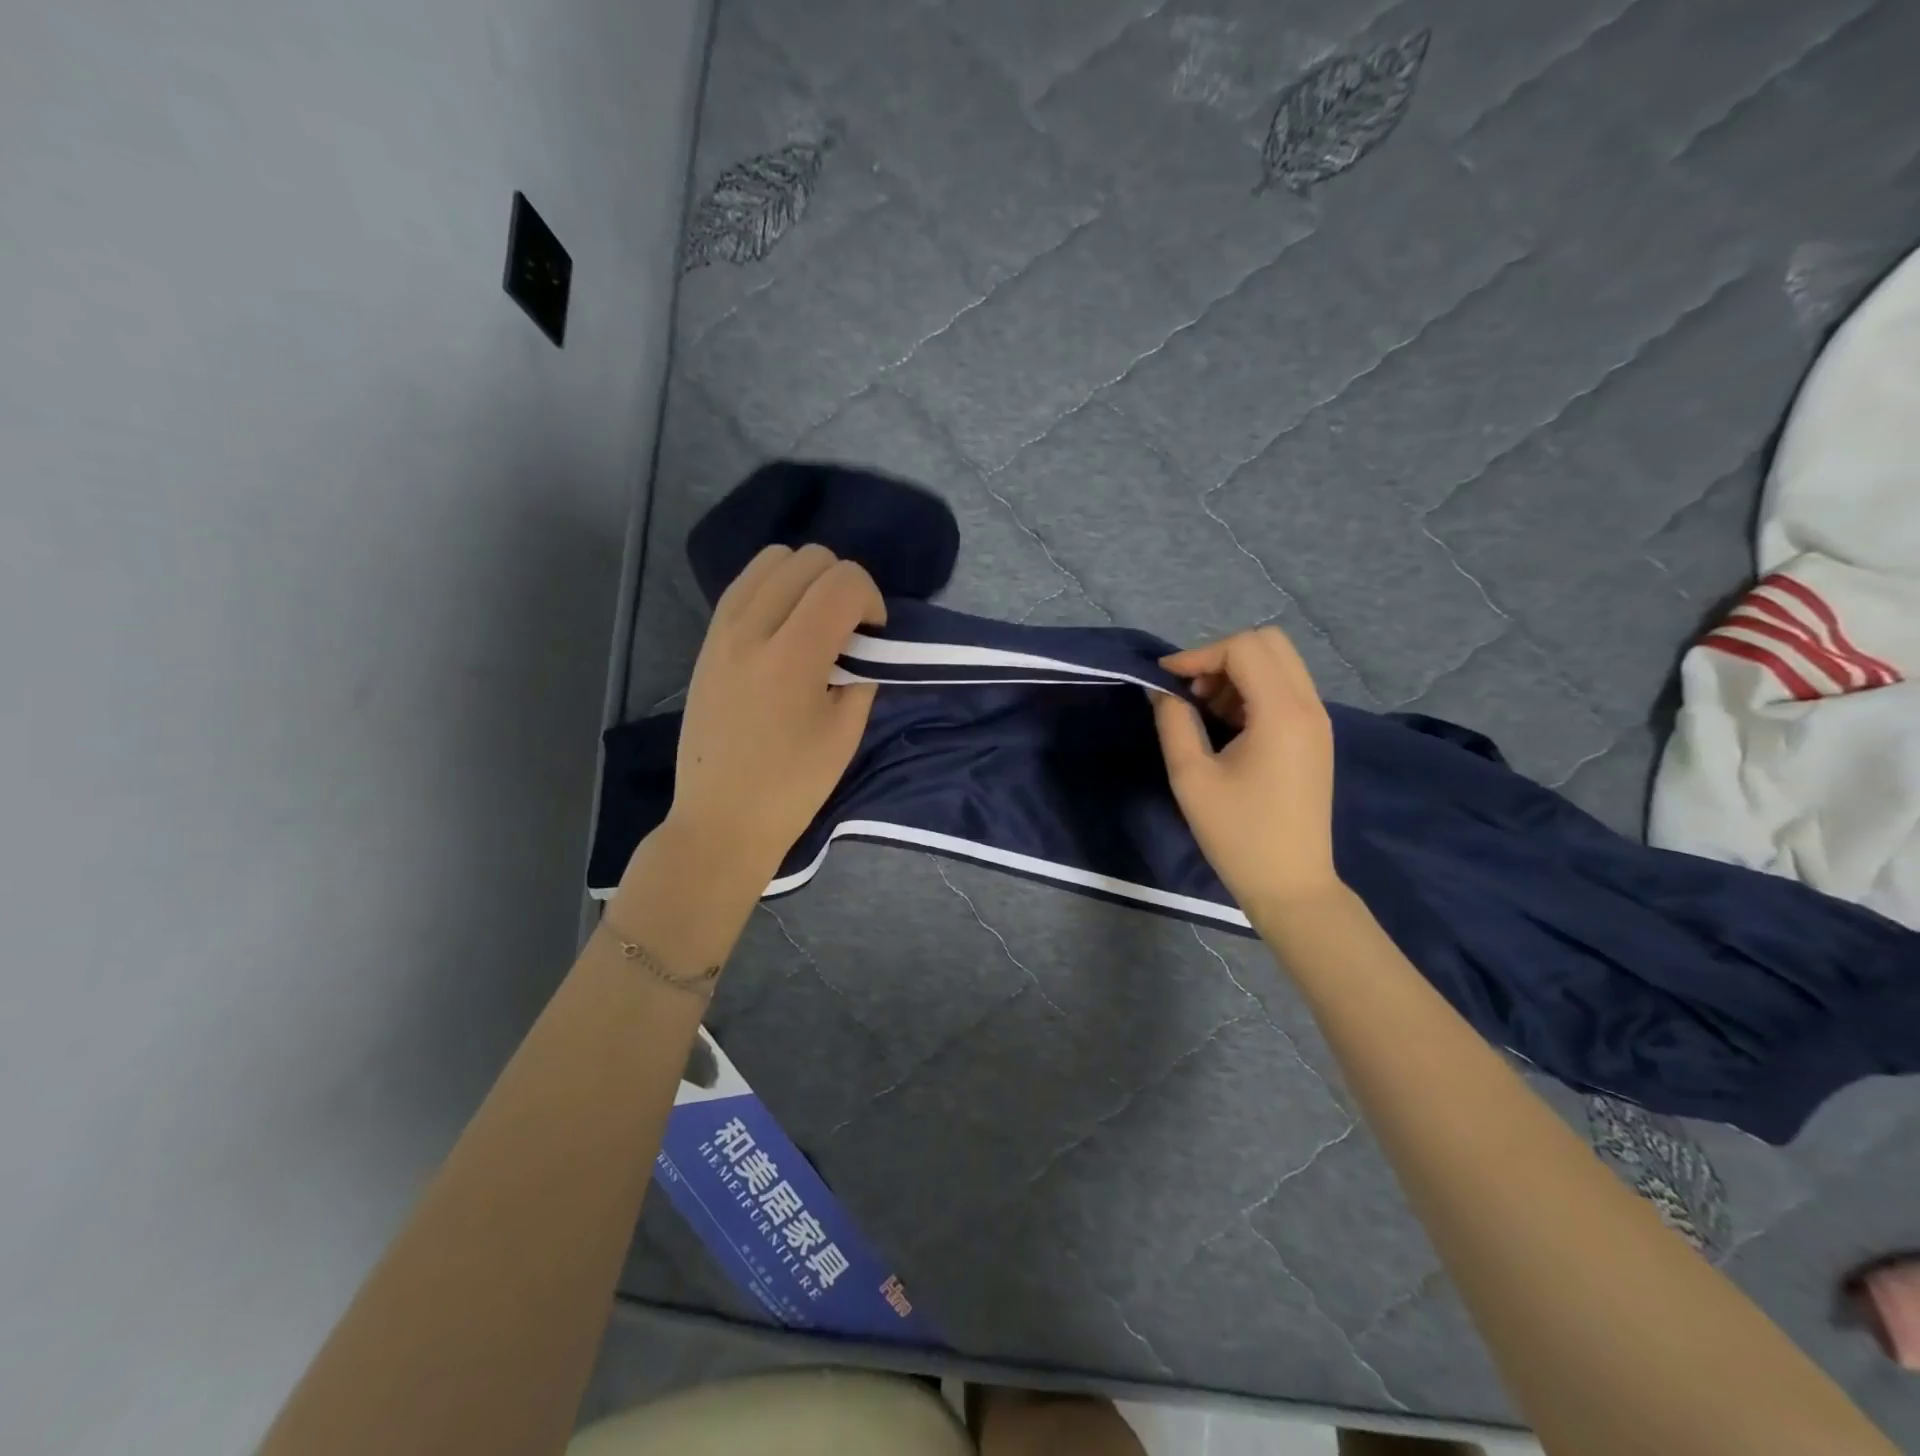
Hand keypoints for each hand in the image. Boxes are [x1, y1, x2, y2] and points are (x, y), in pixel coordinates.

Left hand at [662, 544, 883, 887]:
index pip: (843, 582)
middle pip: (808, 558)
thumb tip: (861, 645)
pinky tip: (784, 628)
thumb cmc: (792, 785)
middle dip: (842, 583)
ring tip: (814, 622)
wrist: (721, 818)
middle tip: (848, 628)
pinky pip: (744, 585)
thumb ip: (861, 675)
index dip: (872, 598)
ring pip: (771, 560)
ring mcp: (721, 631)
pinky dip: (774, 588)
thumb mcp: (845, 733)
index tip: (873, 635)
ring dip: (805, 578)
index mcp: (792, 657)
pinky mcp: (707, 641)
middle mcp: (751, 629)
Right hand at [1150, 626, 1339, 909]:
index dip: (1199, 654)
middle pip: (1269, 643)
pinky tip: (1228, 724)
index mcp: (1282, 713)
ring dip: (1238, 672)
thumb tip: (1162, 691)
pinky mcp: (1316, 736)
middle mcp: (1309, 707)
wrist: (1290, 884)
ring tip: (1204, 710)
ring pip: (1279, 663)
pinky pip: (1286, 689)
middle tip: (1190, 691)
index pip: (1244, 648)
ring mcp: (1318, 721)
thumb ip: (1174, 722)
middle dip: (1222, 656)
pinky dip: (1253, 690)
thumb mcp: (1191, 777)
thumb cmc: (1237, 834)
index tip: (1165, 679)